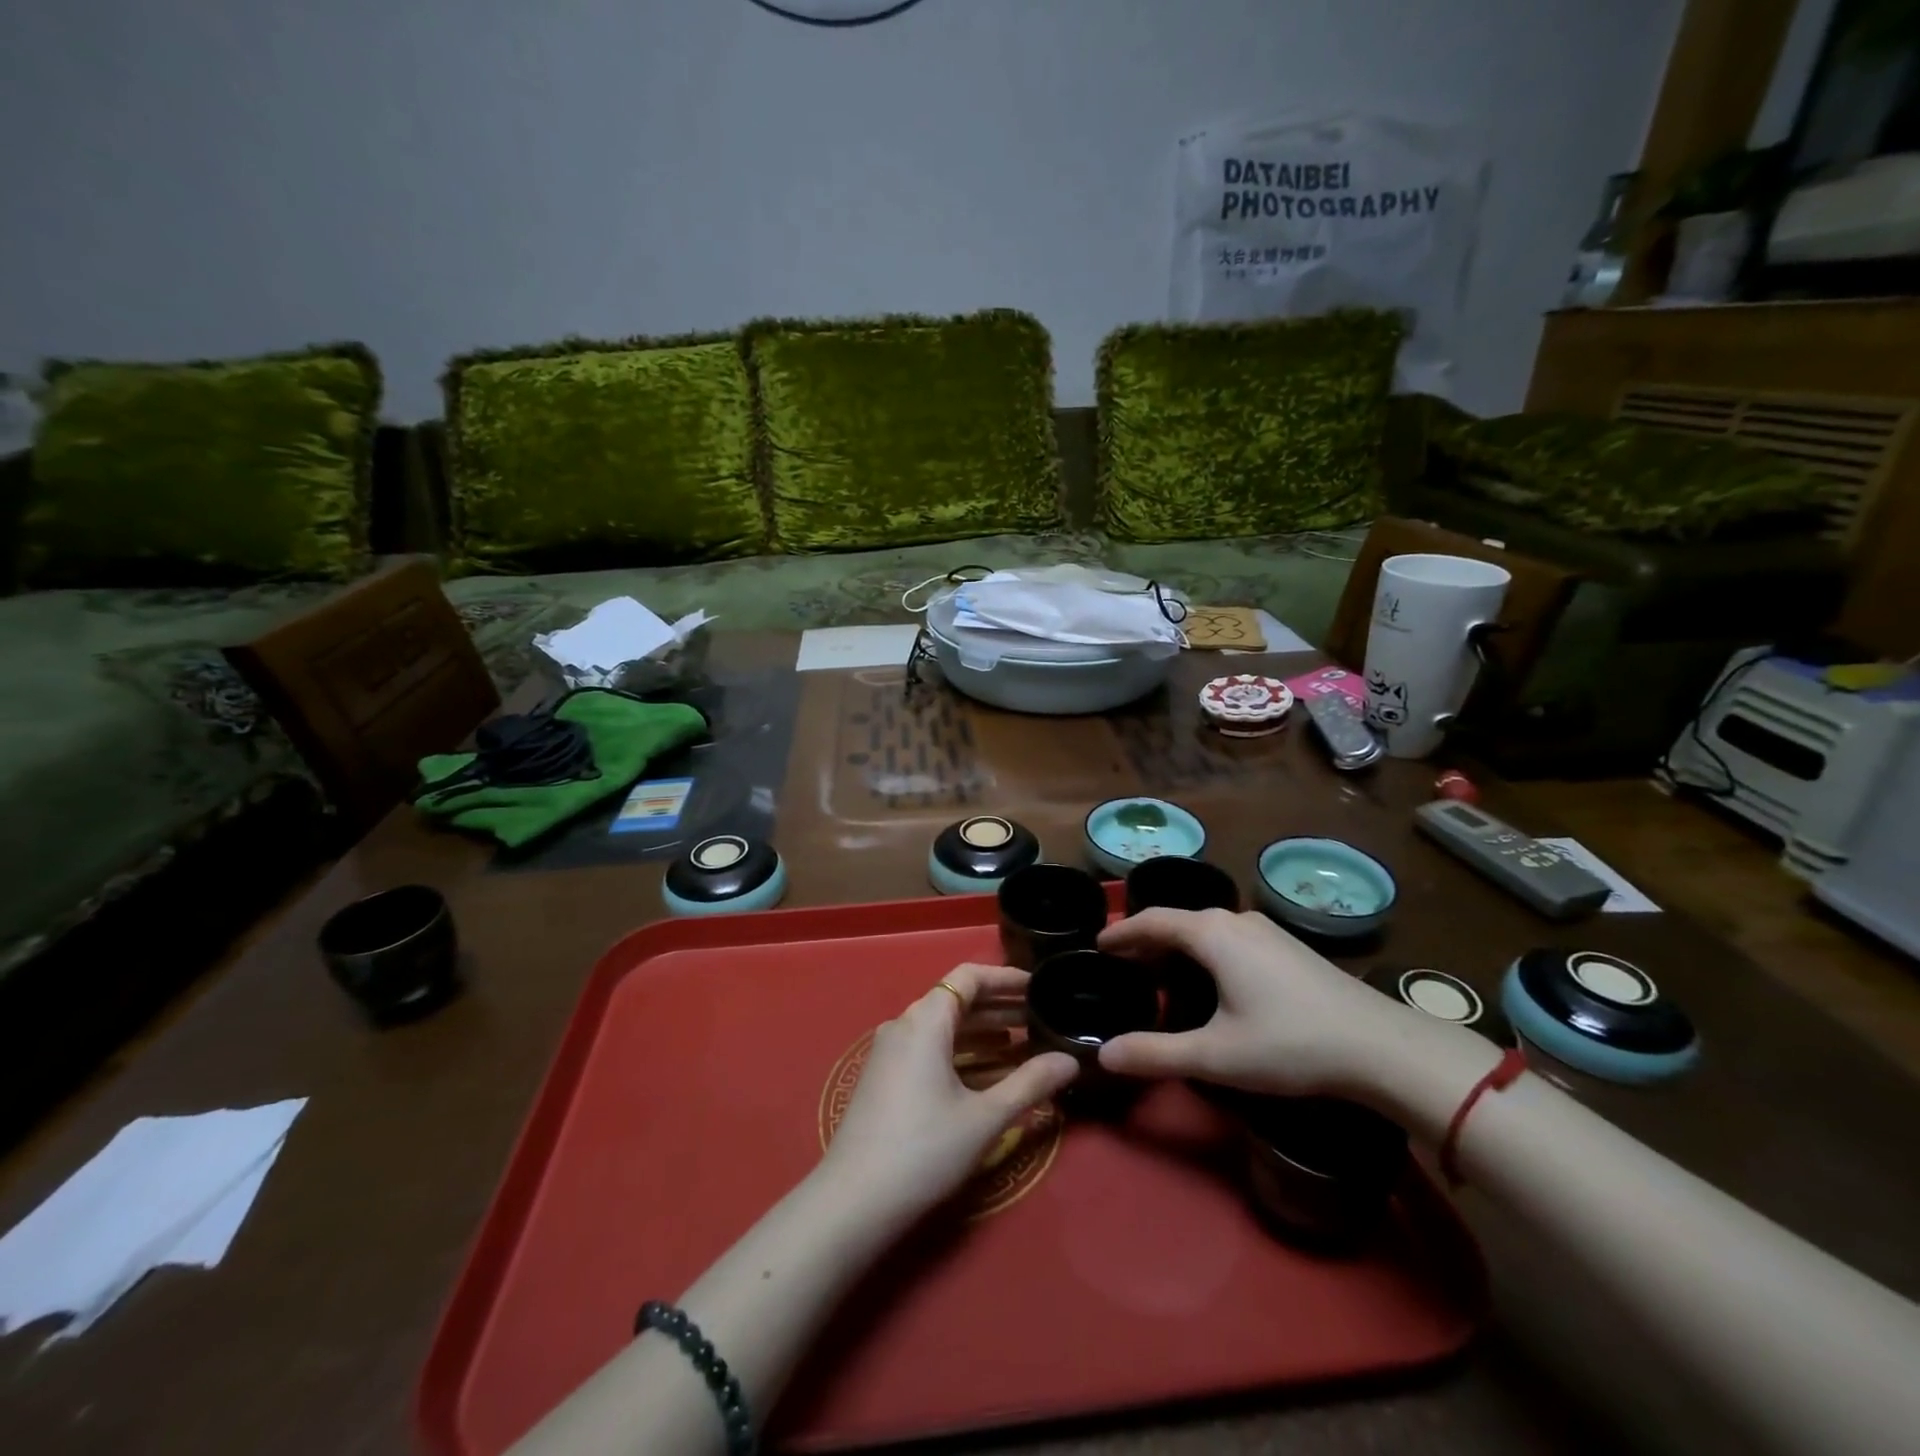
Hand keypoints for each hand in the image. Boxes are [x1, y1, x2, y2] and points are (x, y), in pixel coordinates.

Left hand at [819, 963, 1077, 1225]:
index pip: (968, 977)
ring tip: (1023, 1045)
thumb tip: (1071, 1060)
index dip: (1005, 978)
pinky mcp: (885, 1078)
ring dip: (982, 1032)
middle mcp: (904, 1025)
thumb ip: (1030, 1083)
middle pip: (956, 1001)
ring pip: (943, 1028)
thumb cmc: (924, 1149)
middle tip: (1040, 1017)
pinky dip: (961, 1053)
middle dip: (999, 1007)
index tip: (1038, 987)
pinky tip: (987, 1074)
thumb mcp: (985, 1117)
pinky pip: (929, 1049)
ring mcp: (890, 1052)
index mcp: (925, 1020)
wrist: (853, 1201)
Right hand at [1094, 908, 1430, 1099]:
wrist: (1382, 1047)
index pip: (1153, 921)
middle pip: (1179, 921)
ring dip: (1178, 944)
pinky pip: (1230, 937)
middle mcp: (1237, 921)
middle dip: (1148, 939)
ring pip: (1208, 928)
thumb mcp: (1216, 1056)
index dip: (1122, 933)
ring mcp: (1267, 931)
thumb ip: (1156, 1054)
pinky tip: (1211, 978)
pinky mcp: (1288, 947)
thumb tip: (1104, 1055)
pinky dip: (1205, 950)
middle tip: (1123, 963)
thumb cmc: (1290, 1044)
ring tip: (1160, 970)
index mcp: (1212, 934)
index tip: (1098, 945)